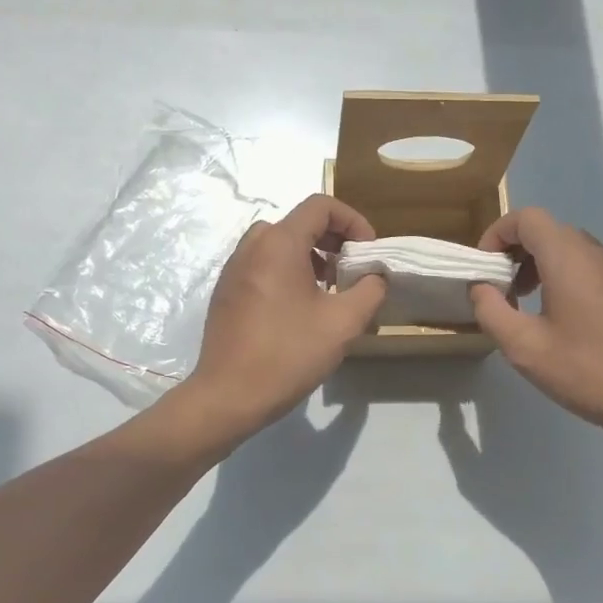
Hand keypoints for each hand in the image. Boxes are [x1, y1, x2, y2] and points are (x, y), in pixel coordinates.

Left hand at [186, 195, 387, 435]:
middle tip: (351, 271)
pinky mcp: (227, 293)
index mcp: (278, 243)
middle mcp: (251, 247)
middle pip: (299, 222)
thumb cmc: (288, 354)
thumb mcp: (343, 323)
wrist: (228, 396)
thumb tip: (375, 275)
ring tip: (329, 291)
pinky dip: (287, 271)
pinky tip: (299, 310)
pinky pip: (262, 266)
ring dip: (310, 256)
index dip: (353, 221)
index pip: (321, 206)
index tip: (368, 252)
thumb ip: (370, 290)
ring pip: (279, 245)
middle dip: (333, 240)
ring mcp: (234, 269)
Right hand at [469, 207, 602, 454]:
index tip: (484, 269)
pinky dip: (560, 277)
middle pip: (546, 230)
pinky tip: (556, 319)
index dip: (497, 235)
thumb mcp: (524, 347)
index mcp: (568, 258)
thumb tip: (481, 287)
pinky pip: (585, 267)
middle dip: (514, 252)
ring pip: (567, 248)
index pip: (526, 218)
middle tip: (500, 289)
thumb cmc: (586, 370)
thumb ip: (491, 310)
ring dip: (537, 265)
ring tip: (523, 303)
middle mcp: (594, 253)